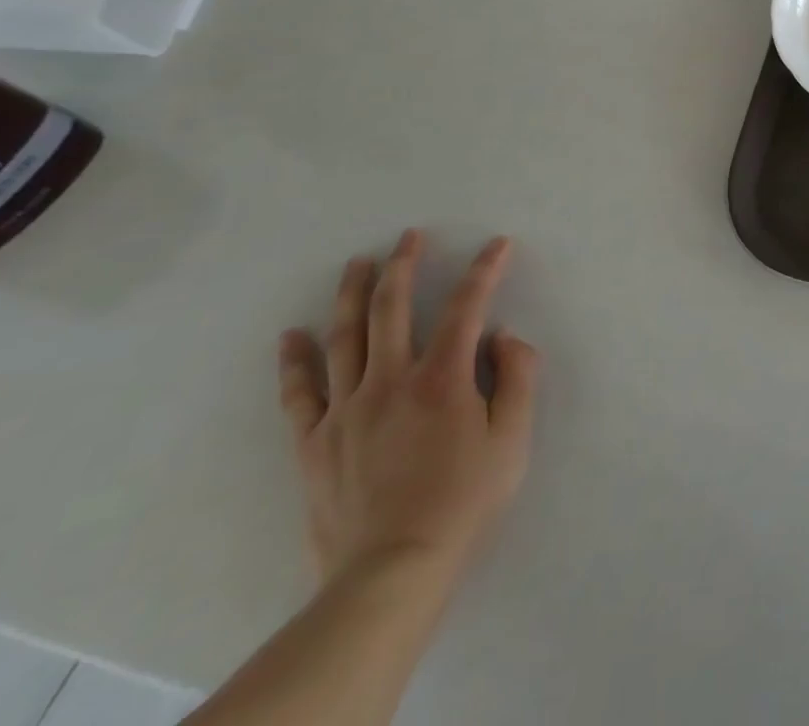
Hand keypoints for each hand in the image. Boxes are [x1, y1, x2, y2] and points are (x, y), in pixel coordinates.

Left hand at [278, 231, 538, 592]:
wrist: (391, 573)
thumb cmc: (463, 502)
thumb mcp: (512, 440)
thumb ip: (518, 379)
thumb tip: (504, 337)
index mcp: (442, 379)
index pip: (467, 307)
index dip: (484, 270)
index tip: (497, 244)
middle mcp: (390, 381)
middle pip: (393, 308)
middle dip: (404, 265)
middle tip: (409, 236)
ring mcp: (346, 410)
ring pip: (345, 337)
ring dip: (352, 294)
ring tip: (357, 263)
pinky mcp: (315, 443)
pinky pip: (300, 393)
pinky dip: (294, 361)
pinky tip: (291, 336)